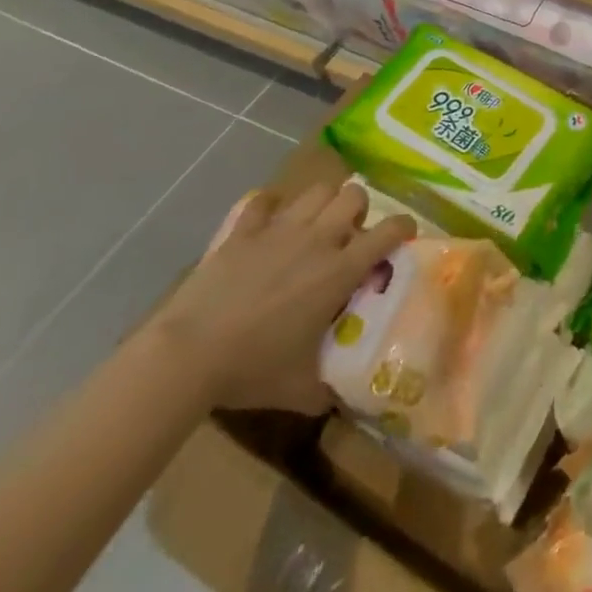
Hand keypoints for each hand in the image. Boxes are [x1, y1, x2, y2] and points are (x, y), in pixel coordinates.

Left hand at [148, 179, 413, 413]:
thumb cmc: (251, 368)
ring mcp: (278, 229)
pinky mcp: (241, 231)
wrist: (186, 355)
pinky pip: (261, 201)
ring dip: (322, 203)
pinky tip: (267, 223)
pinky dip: (268, 206)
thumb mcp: (300, 388)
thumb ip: (328, 389)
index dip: (404, 227)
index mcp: (341, 270)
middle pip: (354, 195)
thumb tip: (344, 401)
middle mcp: (317, 239)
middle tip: (349, 235)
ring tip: (314, 226)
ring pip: (316, 190)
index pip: (391, 230)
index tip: (403, 236)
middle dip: (359, 209)